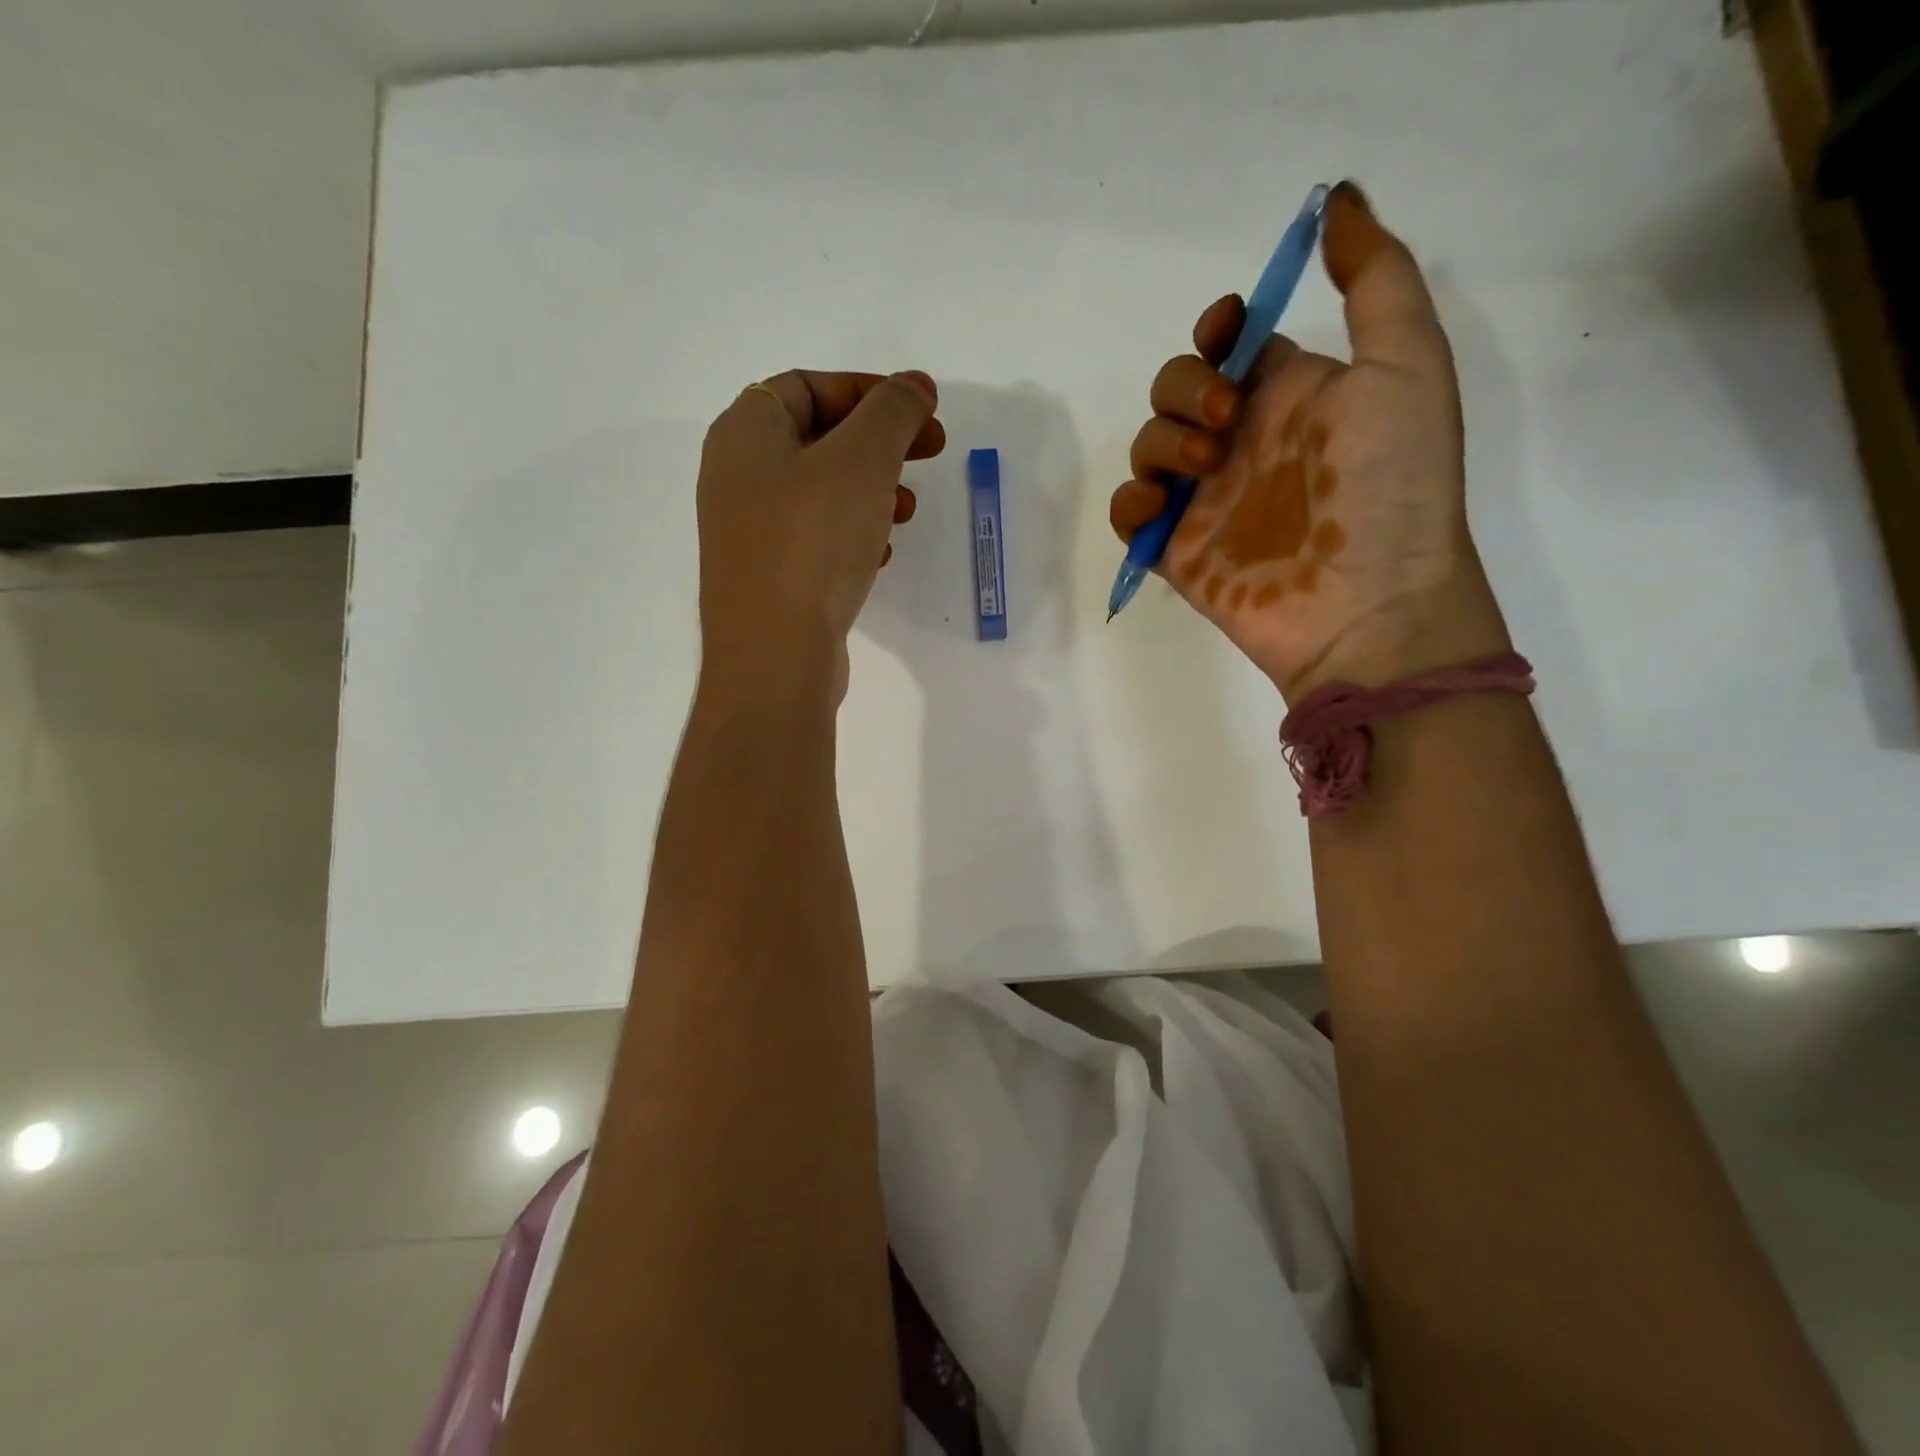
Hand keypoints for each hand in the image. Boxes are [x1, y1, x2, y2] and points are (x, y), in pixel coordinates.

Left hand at [697, 369, 943, 701]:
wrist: (775, 655)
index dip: (869, 390)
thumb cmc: (813, 542)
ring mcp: (749, 530)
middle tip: (931, 451)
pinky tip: (882, 552)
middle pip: (817, 437)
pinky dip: (853, 532)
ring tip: (908, 508)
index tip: (921, 410)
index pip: (808, 385)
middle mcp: (737, 476)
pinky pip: (816, 536)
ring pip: (820, 491)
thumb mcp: (862, 460)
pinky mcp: (769, 576)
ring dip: (871, 489)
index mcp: (745, 432)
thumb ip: (892, 412)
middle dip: (879, 442)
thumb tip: (915, 385)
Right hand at [1109, 183, 1508, 701]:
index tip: (1224, 335)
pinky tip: (1157, 506)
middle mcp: (1244, 443)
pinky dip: (1130, 502)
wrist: (1368, 605)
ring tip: (1202, 468)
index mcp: (1292, 396)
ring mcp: (1207, 501)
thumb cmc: (1390, 486)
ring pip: (1147, 448)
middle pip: (1177, 390)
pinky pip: (1130, 514)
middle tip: (1224, 422)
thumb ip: (1374, 280)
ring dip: (1159, 441)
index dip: (1216, 330)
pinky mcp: (1178, 552)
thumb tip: (1339, 200)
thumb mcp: (1407, 364)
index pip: (1232, 346)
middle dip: (1183, 389)